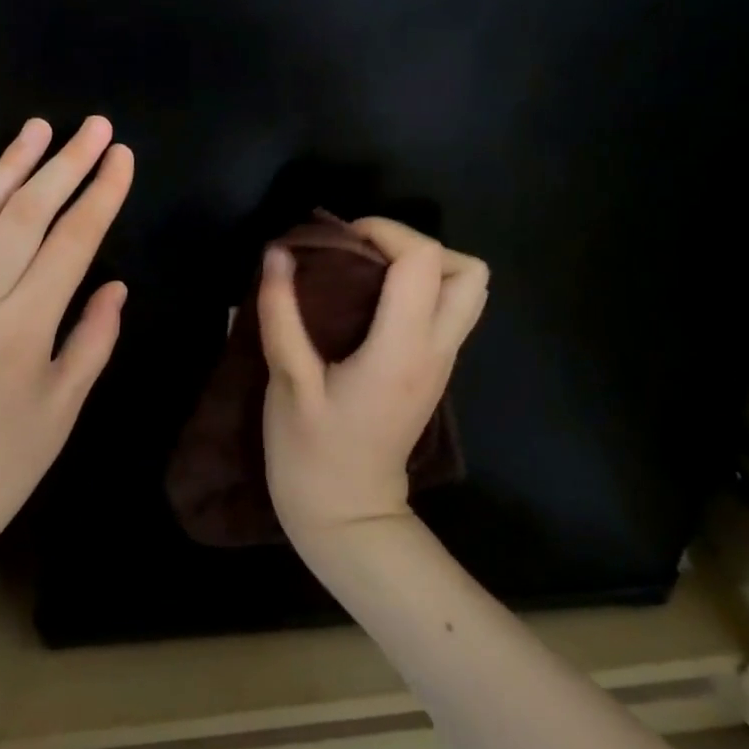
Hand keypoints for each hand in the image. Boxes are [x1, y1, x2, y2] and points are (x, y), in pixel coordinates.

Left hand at [0, 117, 133, 571]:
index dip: (101, 194)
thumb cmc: (6, 462)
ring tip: (38, 128)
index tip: (122, 157)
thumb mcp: (64, 406)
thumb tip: (115, 285)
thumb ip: (93, 338)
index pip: (71, 241)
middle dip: (66, 163)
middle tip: (94, 126)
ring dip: (11, 165)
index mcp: (24, 326)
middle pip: (27, 213)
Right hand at [258, 217, 488, 544]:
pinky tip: (369, 304)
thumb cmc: (313, 452)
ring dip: (424, 268)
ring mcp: (441, 364)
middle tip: (364, 255)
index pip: (424, 261)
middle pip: (470, 271)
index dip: (384, 232)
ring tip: (369, 275)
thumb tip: (278, 252)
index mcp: (402, 350)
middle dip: (418, 247)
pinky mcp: (432, 372)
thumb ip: (282, 312)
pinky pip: (446, 311)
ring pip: (467, 292)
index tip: (339, 241)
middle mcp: (436, 351)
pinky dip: (418, 290)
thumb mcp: (288, 381)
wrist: (347, 516)